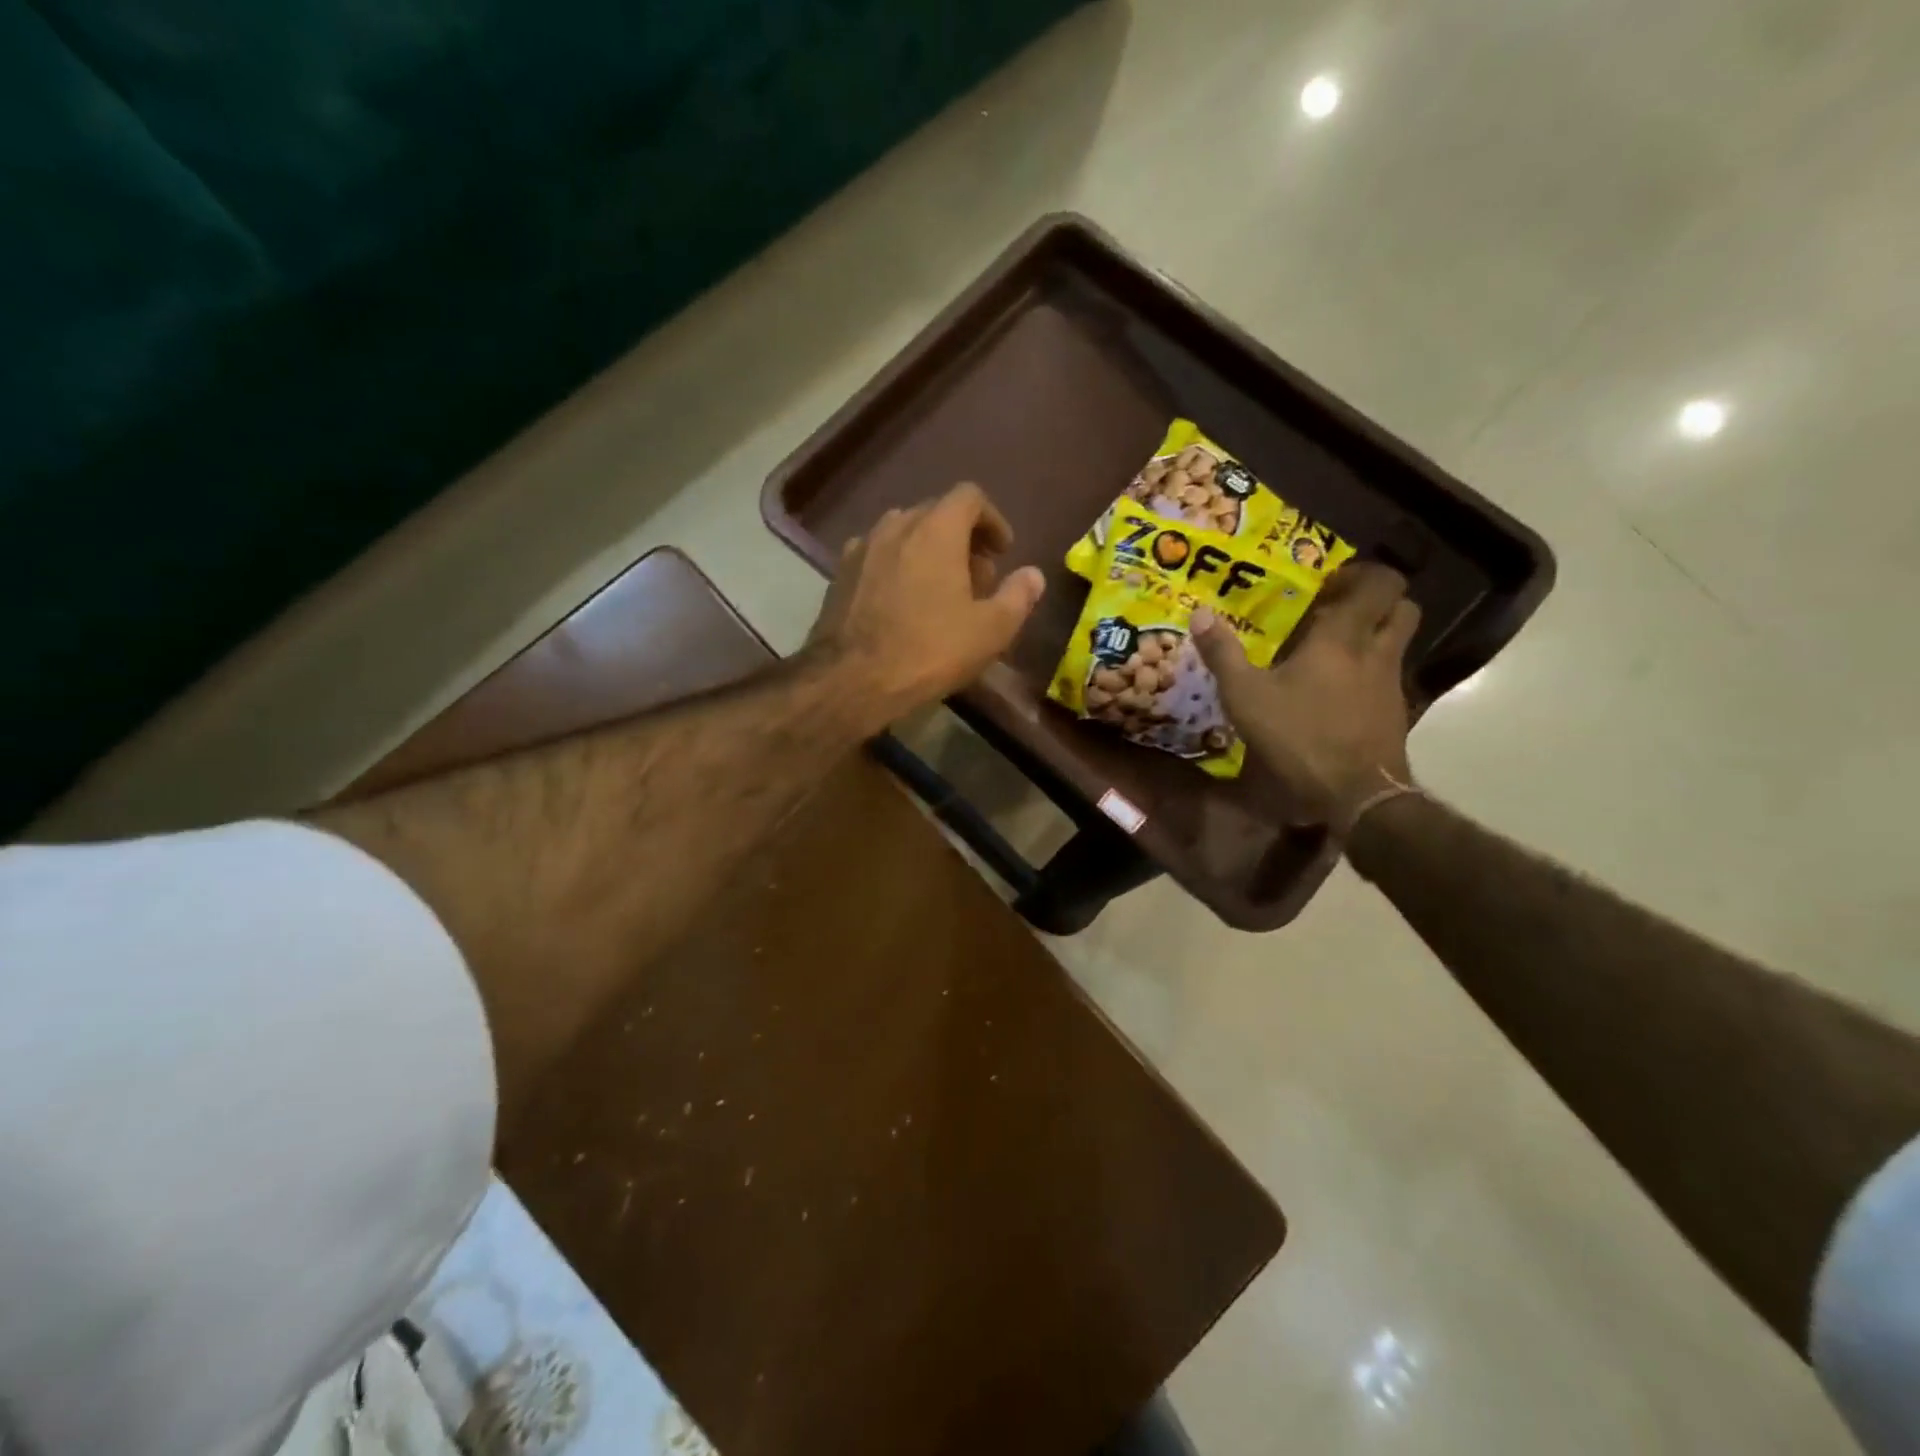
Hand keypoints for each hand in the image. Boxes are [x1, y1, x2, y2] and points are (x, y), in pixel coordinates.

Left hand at [808, 482, 1045, 725]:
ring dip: (928, 551)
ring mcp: (862, 547)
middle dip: (962, 538)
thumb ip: (1018, 597)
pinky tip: (901, 602)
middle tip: (976, 578)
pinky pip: (878, 556)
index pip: (970, 497)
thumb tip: (1033, 575)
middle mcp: (896, 525)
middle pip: (936, 513)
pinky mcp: (840, 573)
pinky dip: (897, 566)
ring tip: (939, 590)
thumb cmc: (929, 650)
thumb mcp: (990, 630)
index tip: (1002, 551)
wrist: (852, 679)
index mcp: (936, 529)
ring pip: (904, 533)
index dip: (992, 520)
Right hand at [1191, 562, 1419, 830]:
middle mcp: (1376, 652)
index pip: (1380, 584)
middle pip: (1402, 607)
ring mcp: (1391, 683)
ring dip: (1375, 635)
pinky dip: (1369, 671)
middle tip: (1338, 609)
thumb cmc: (1299, 736)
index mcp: (1343, 637)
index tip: (1329, 583)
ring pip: (1398, 642)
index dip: (1361, 574)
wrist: (1357, 794)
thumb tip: (1200, 613)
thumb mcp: (1246, 696)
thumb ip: (1223, 654)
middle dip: (1377, 600)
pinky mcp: (1395, 713)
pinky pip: (1388, 676)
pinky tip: (1337, 691)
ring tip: (1333, 649)